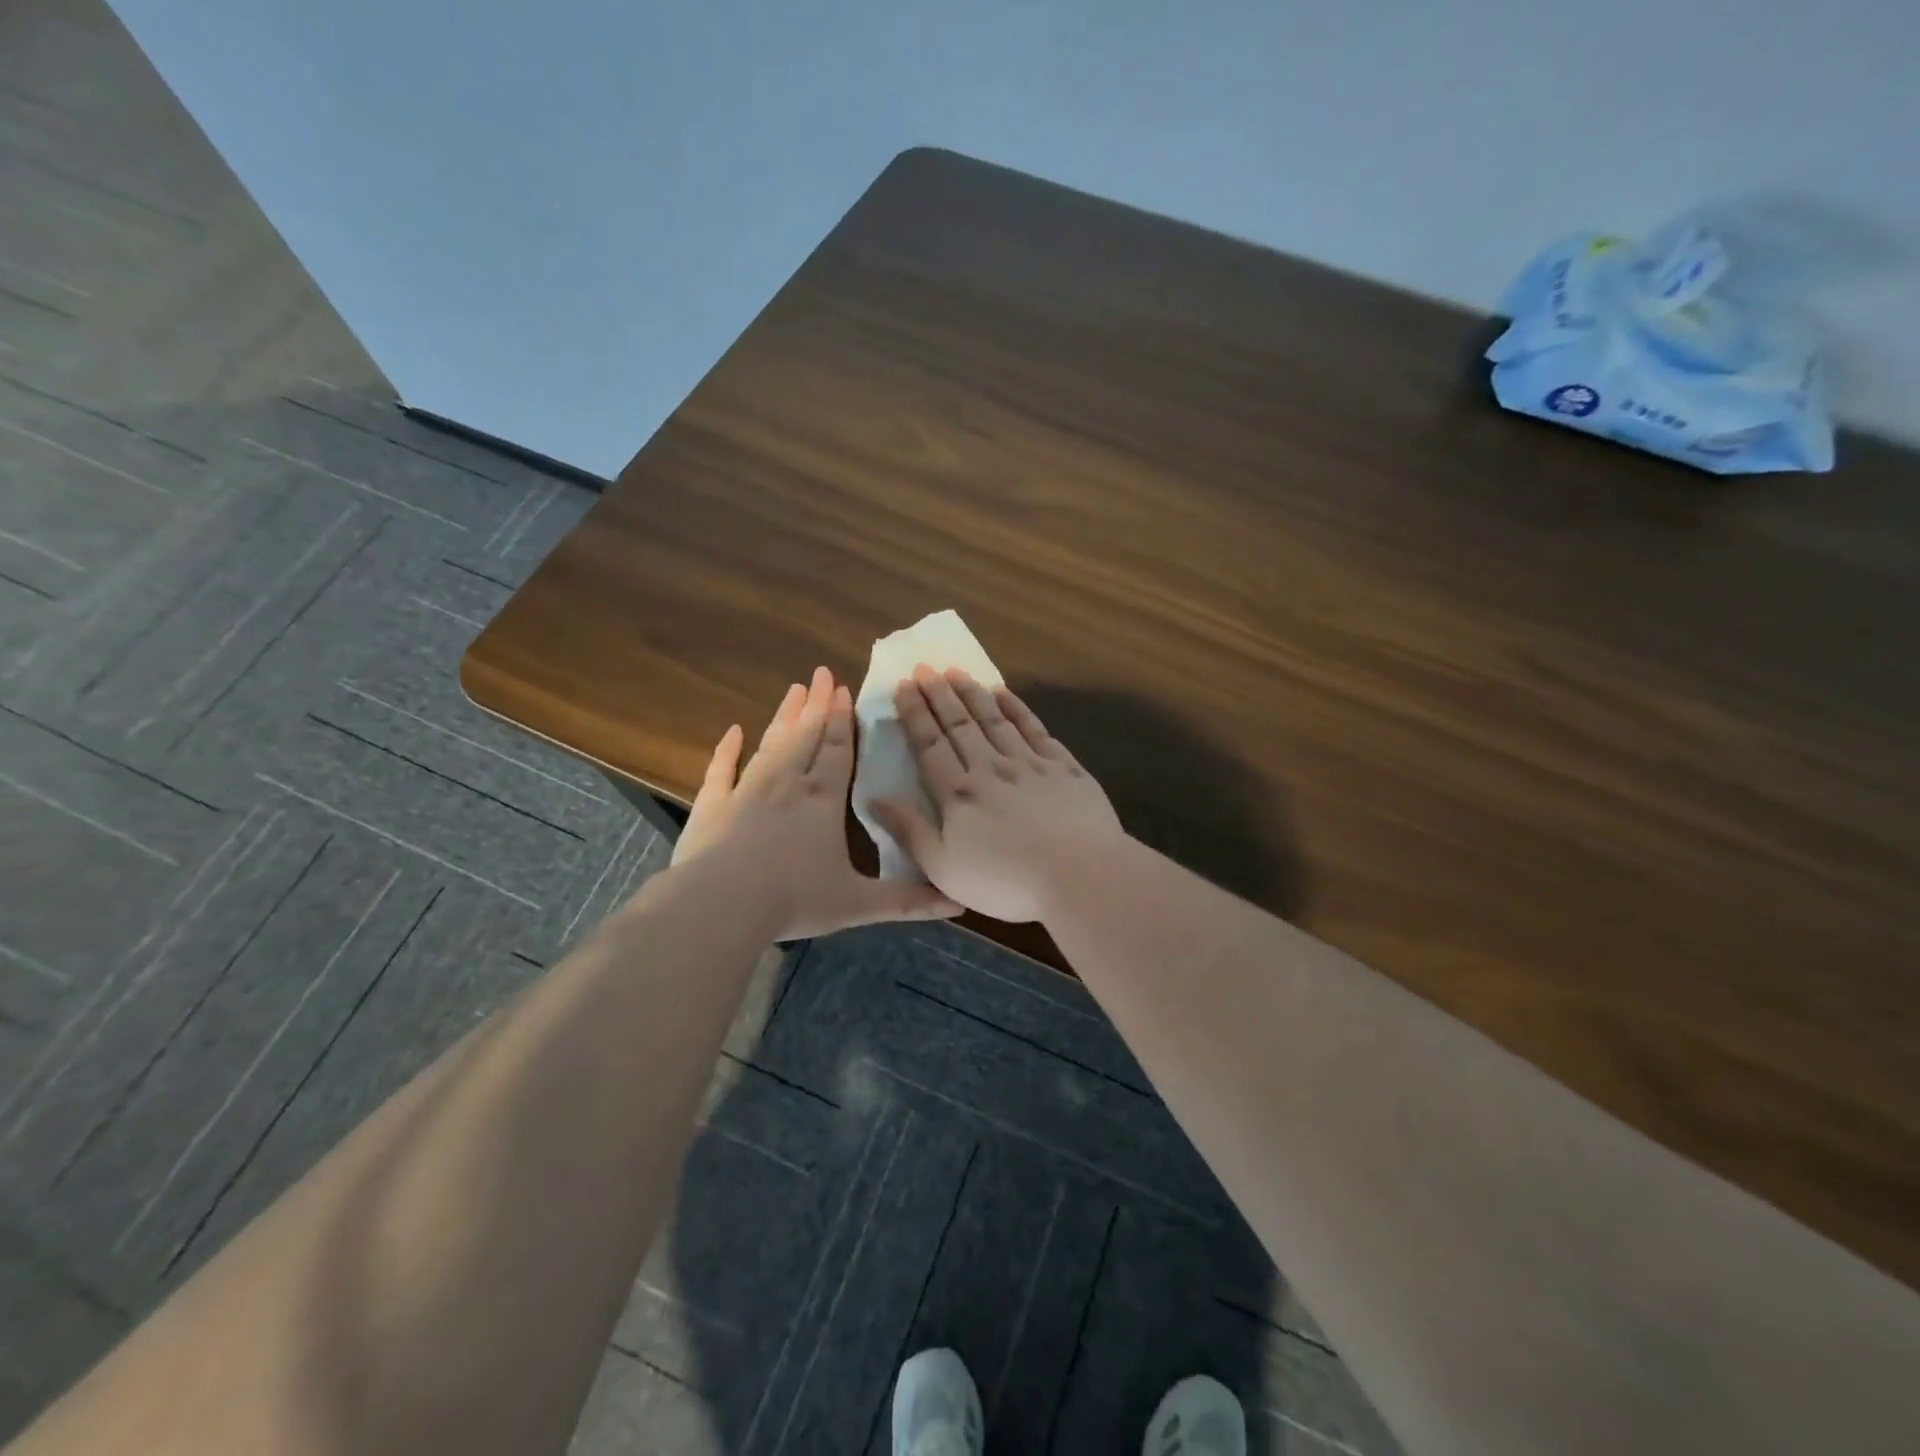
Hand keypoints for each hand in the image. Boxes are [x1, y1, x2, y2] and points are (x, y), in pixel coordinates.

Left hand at [670, 666, 961, 938]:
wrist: (722, 905)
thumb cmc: (794, 900)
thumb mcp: (858, 904)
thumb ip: (907, 901)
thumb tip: (957, 903)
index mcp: (824, 800)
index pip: (839, 750)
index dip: (844, 720)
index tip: (845, 689)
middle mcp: (788, 784)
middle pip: (807, 735)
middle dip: (818, 705)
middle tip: (822, 673)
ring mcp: (747, 790)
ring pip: (772, 744)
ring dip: (784, 716)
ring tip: (794, 689)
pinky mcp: (713, 805)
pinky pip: (721, 770)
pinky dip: (727, 749)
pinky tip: (733, 730)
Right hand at [870, 666, 1124, 922]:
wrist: (1080, 876)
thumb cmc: (1005, 882)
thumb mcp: (943, 869)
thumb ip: (909, 831)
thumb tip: (873, 797)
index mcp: (958, 794)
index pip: (930, 745)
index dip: (915, 715)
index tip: (904, 686)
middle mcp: (990, 768)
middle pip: (959, 725)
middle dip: (939, 694)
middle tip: (925, 667)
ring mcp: (1029, 764)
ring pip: (995, 719)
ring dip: (973, 693)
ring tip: (956, 671)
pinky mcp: (1064, 767)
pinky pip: (1034, 728)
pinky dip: (1017, 708)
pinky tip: (1005, 693)